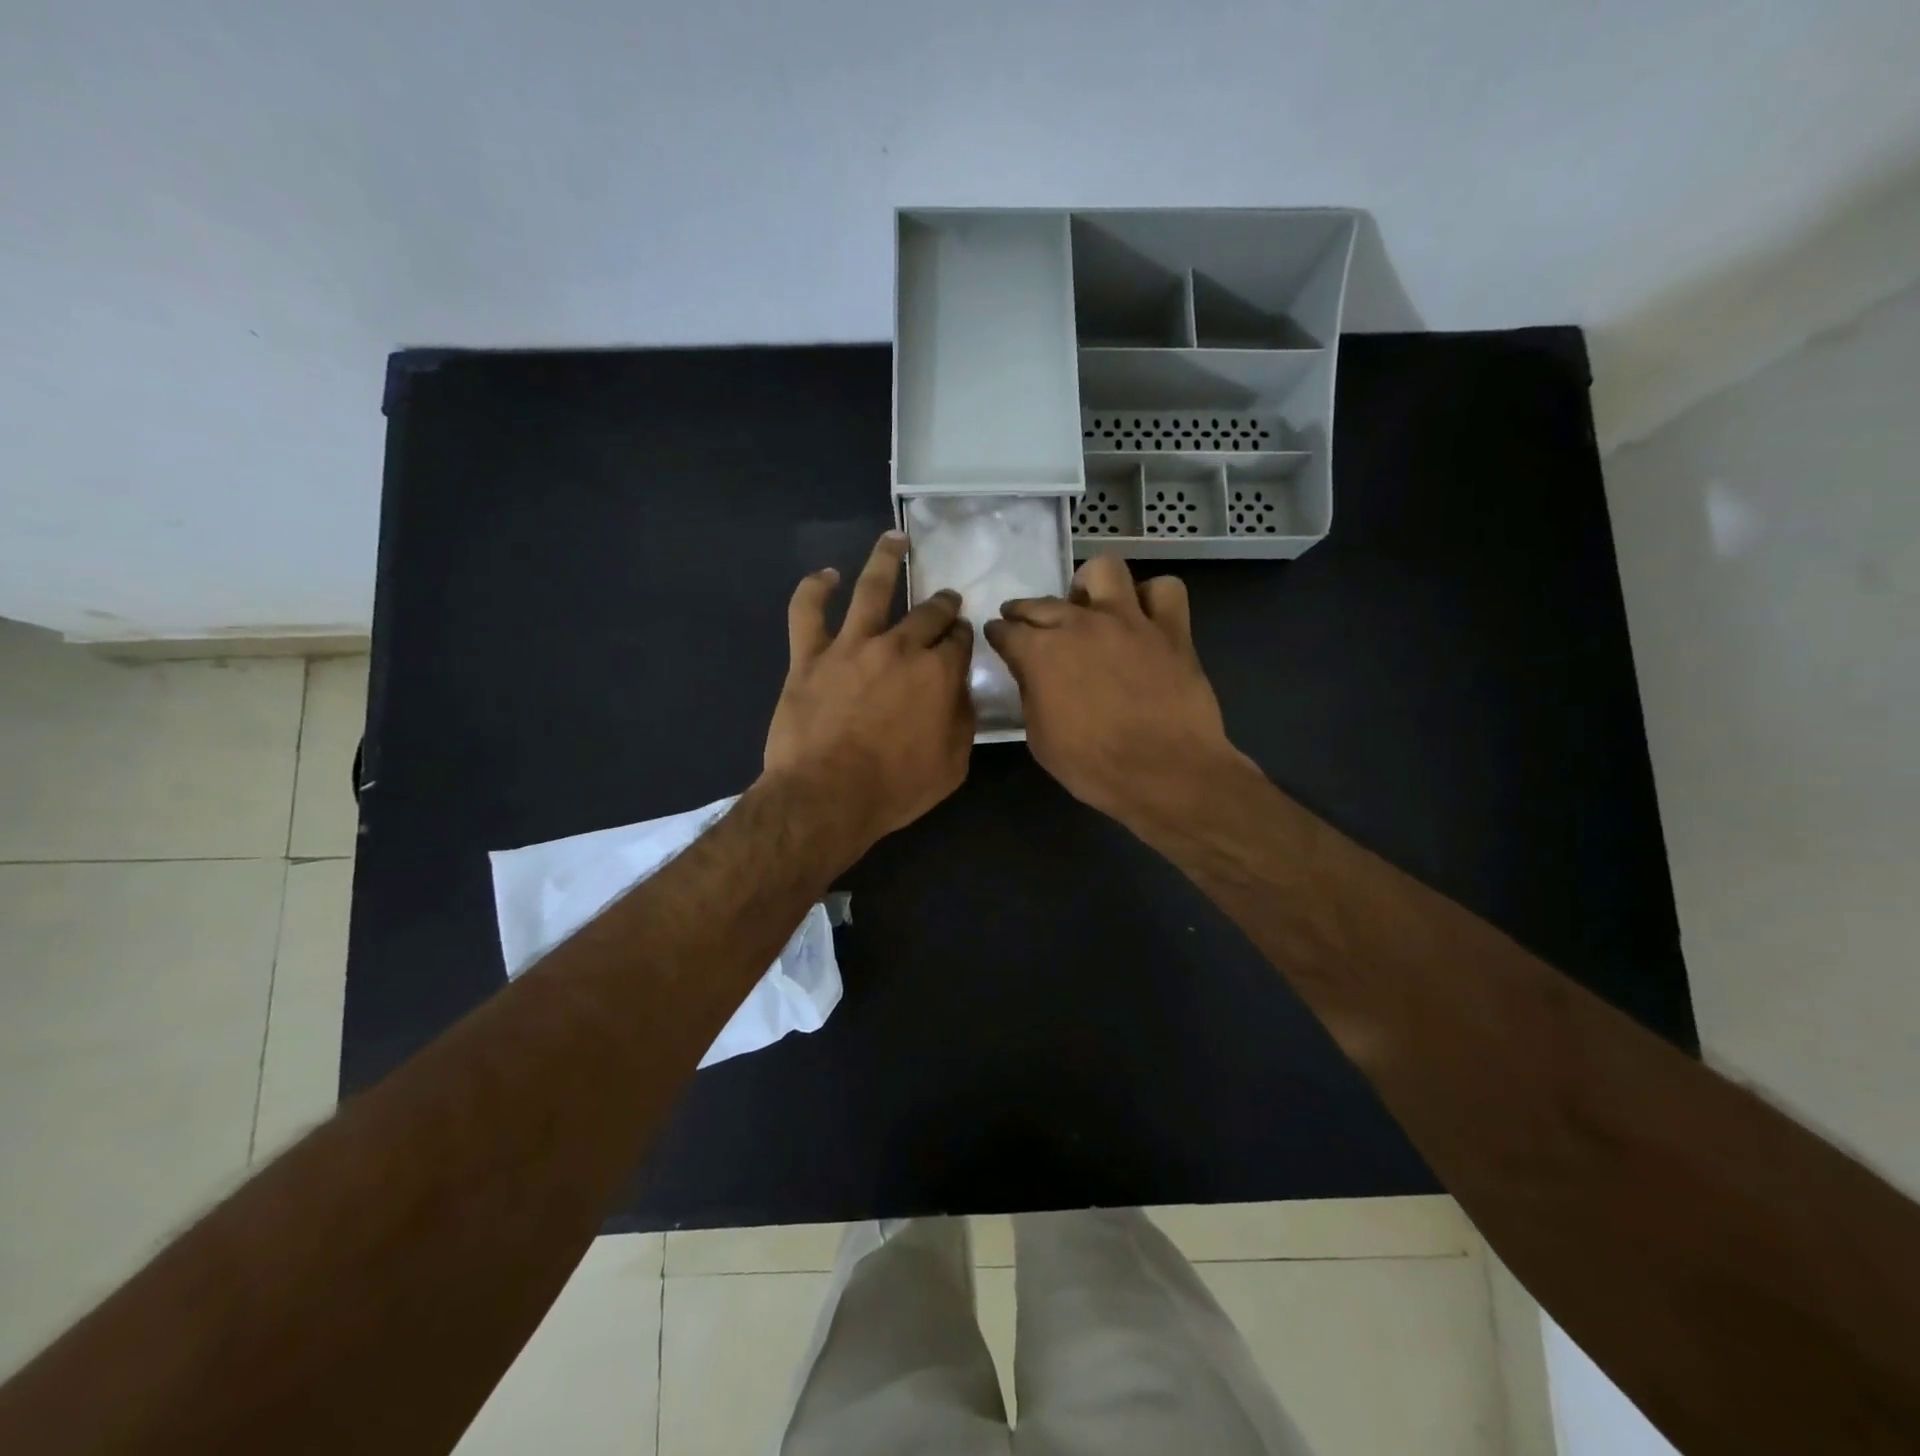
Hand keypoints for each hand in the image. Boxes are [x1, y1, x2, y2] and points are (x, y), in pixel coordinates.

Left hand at [764, 530, 974, 849]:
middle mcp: (899, 647)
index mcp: (938, 673)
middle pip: (926, 612)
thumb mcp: (953, 764)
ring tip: (895, 540)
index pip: (959, 641)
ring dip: (886, 560)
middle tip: (945, 600)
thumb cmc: (895, 788)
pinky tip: (824, 576)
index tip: (962, 637)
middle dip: (941, 604)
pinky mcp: (809, 656)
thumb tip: (960, 689)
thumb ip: (962, 719)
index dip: (963, 636)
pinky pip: (807, 611)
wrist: (826, 797)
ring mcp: (851, 646)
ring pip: (872, 588)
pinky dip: (814, 588)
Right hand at [984, 555, 1252, 830]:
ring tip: (1090, 606)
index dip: (998, 634)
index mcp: (1041, 652)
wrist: (1165, 773)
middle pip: (1043, 601)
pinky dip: (1152, 599)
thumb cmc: (1094, 766)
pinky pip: (1164, 590)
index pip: (1006, 630)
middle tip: (1027, 624)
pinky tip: (1144, 618)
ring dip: (1090, 585)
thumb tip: (1031, 675)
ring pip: (1104, 570)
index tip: (998, 638)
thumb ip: (1031, 696)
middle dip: (1026, 611)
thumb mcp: (1040, 739)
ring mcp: (1129, 620)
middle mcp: (1080, 624)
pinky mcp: (1171, 629)